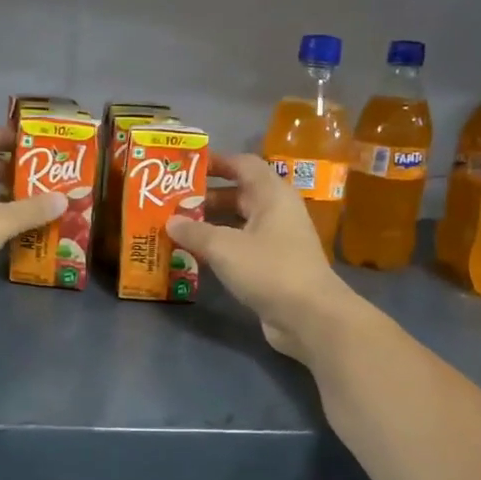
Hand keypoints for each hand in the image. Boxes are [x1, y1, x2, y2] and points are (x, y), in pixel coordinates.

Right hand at [167, 153, 362, 362]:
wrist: (310, 317)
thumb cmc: (269, 269)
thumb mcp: (224, 247)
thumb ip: (194, 232)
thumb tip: (170, 221)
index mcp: (272, 194)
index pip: (242, 164)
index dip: (215, 162)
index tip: (185, 167)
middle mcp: (276, 212)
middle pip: (238, 194)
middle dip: (205, 197)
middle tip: (171, 202)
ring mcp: (276, 241)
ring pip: (238, 223)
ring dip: (209, 224)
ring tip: (176, 228)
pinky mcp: (273, 267)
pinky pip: (241, 247)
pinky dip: (219, 248)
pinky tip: (195, 255)